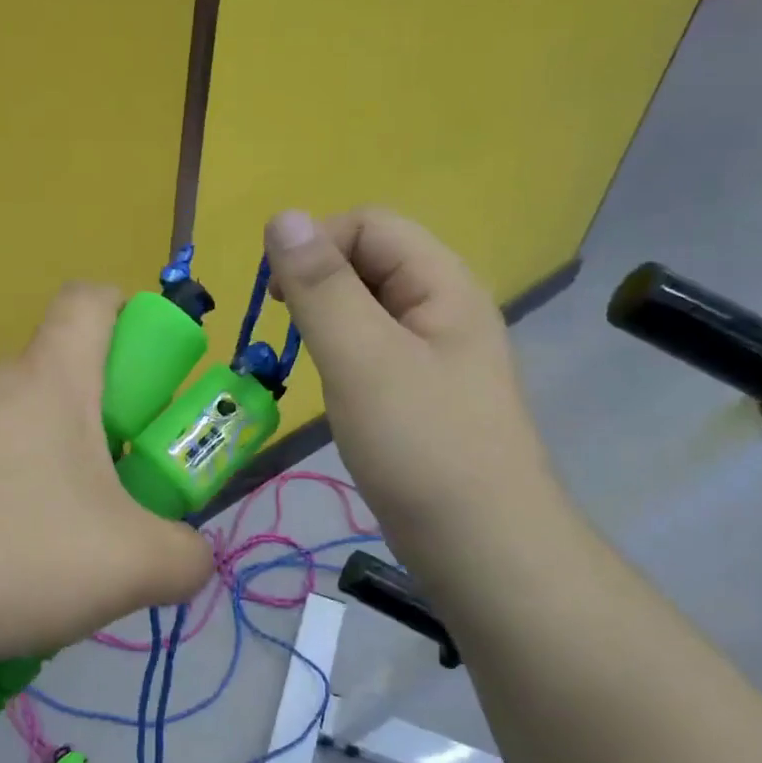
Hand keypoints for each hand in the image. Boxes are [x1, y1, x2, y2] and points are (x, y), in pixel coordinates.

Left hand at [0, 283, 213, 684]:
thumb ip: (187, 557)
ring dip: (55, 470)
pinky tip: (1, 567)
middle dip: (105, 423)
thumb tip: (191, 556)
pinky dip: (5, 500)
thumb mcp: (133, 566)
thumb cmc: (15, 557)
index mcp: (50, 380)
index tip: (151, 372)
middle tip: (120, 493)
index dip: (129, 312)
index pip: (90, 300)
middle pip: (62, 375)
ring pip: (20, 428)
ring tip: (60, 549)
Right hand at [264, 208, 562, 565]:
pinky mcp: (425, 393)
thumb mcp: (363, 359)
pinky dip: (344, 356)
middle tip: (289, 333)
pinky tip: (336, 390)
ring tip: (311, 364)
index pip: (370, 224)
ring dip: (328, 321)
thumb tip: (283, 216)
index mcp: (442, 283)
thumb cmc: (421, 447)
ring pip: (370, 308)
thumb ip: (322, 287)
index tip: (279, 298)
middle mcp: (445, 307)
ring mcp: (438, 353)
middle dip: (320, 283)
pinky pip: (376, 350)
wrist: (483, 547)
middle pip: (372, 261)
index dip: (317, 245)